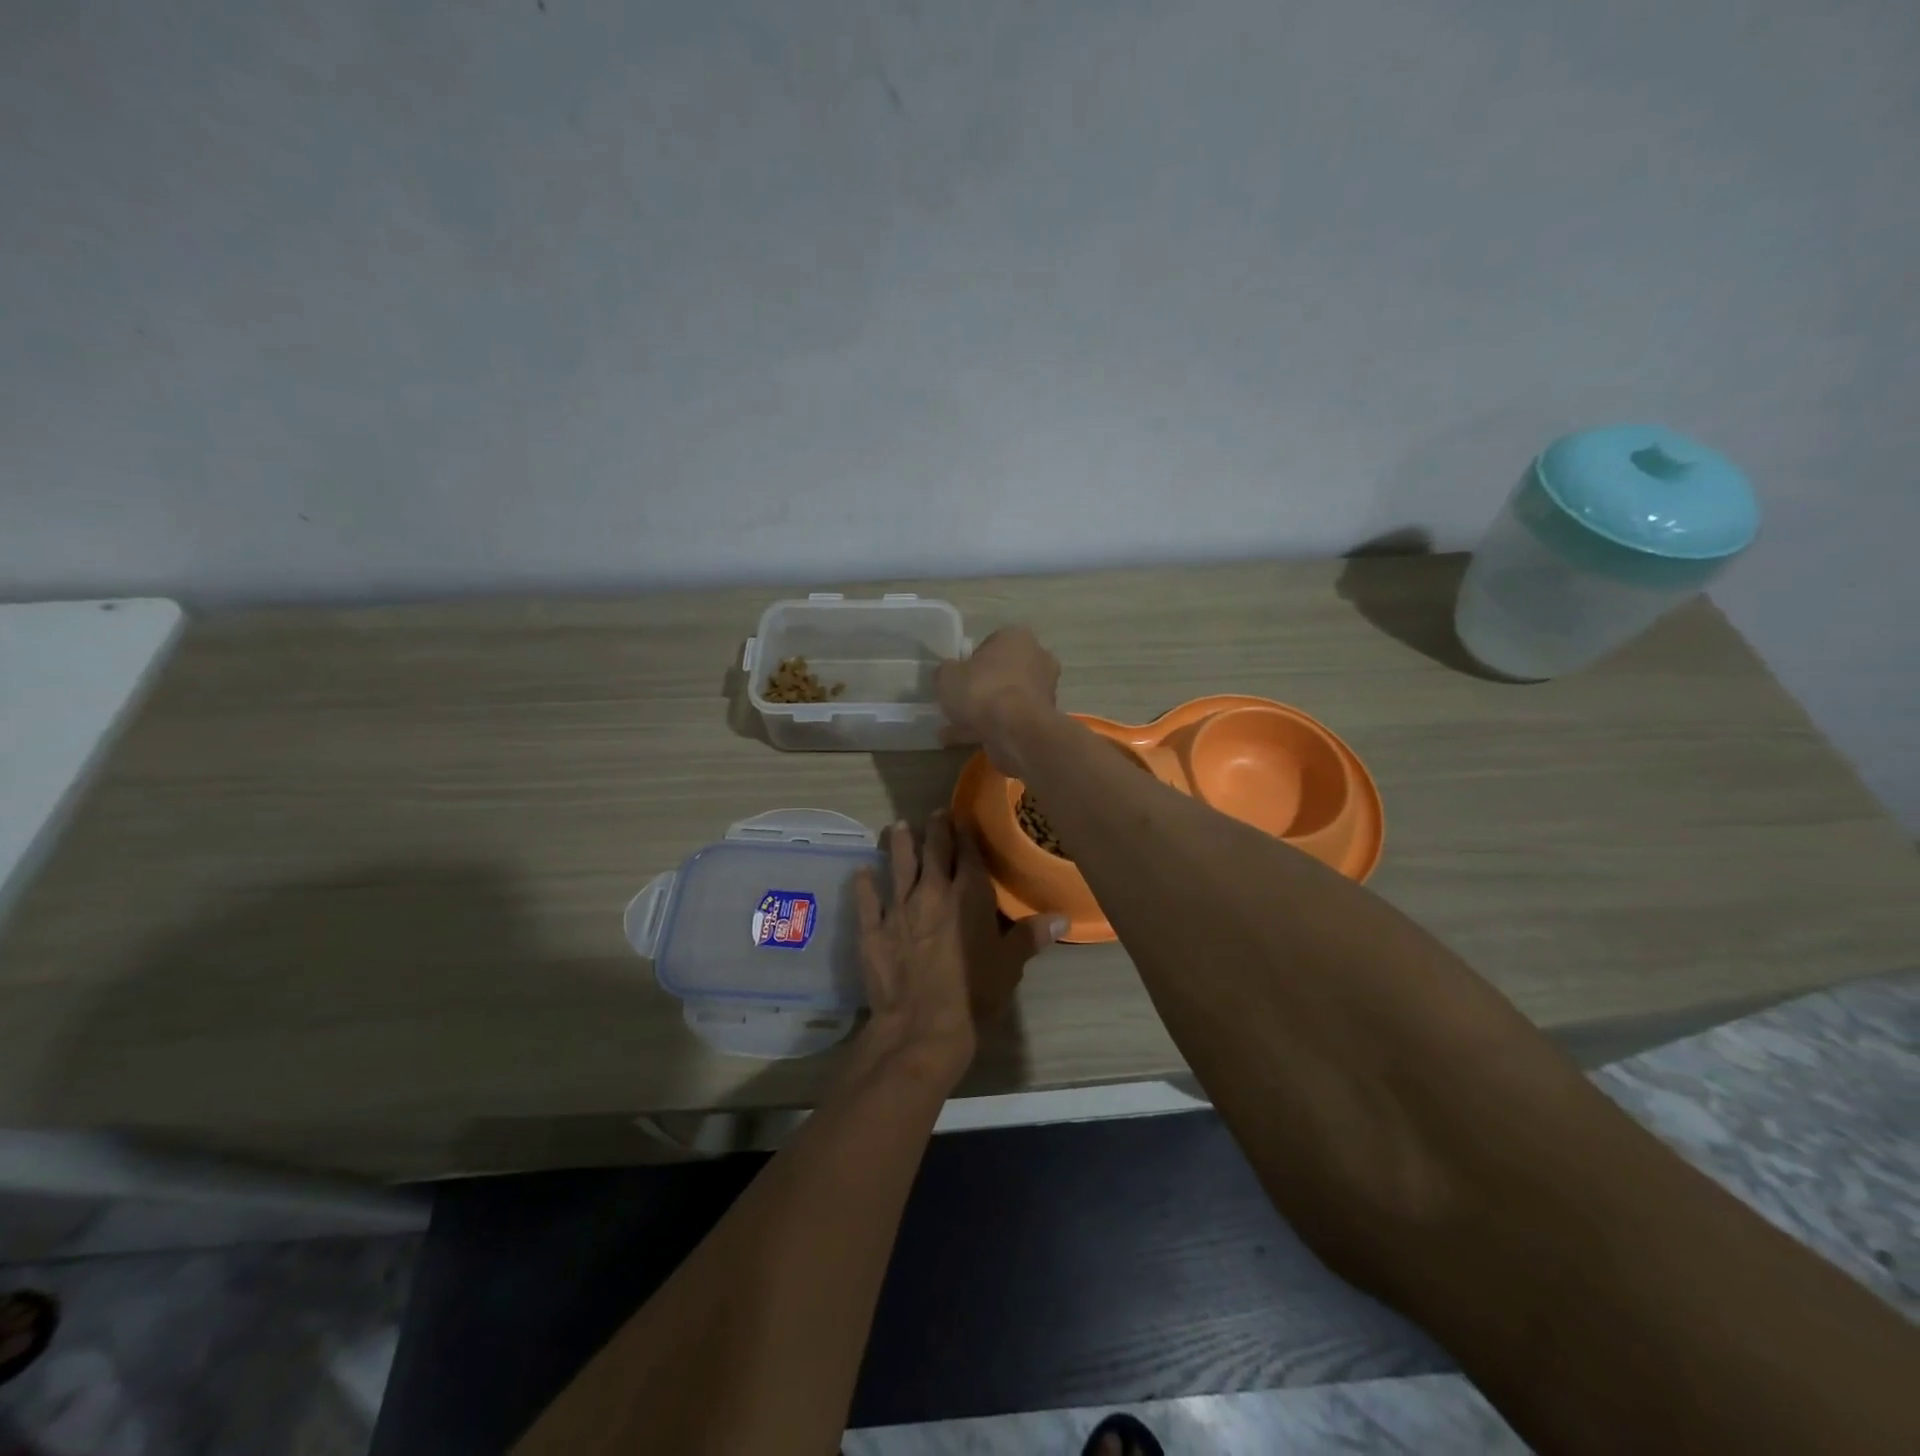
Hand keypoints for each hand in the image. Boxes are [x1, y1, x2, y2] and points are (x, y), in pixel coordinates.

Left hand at [852, 810, 1065, 1088]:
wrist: (921, 1028)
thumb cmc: (974, 995)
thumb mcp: (1009, 966)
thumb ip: (1031, 936)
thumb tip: (1063, 917)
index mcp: (968, 896)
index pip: (966, 854)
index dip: (964, 833)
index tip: (960, 817)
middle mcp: (932, 893)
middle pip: (932, 852)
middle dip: (934, 830)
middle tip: (933, 813)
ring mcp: (899, 909)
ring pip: (898, 866)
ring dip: (899, 845)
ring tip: (898, 826)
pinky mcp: (873, 930)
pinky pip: (867, 900)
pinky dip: (864, 883)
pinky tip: (862, 870)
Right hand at [935, 627, 1059, 774]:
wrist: (1015, 731)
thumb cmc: (982, 690)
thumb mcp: (947, 675)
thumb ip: (947, 671)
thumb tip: (949, 673)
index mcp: (1016, 637)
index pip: (990, 644)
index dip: (970, 663)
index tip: (957, 680)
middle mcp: (1037, 658)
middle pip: (1002, 672)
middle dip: (982, 688)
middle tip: (959, 704)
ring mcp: (1044, 690)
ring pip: (1007, 698)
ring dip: (986, 712)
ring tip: (957, 729)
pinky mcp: (1044, 718)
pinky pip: (1012, 720)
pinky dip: (994, 728)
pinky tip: (970, 741)